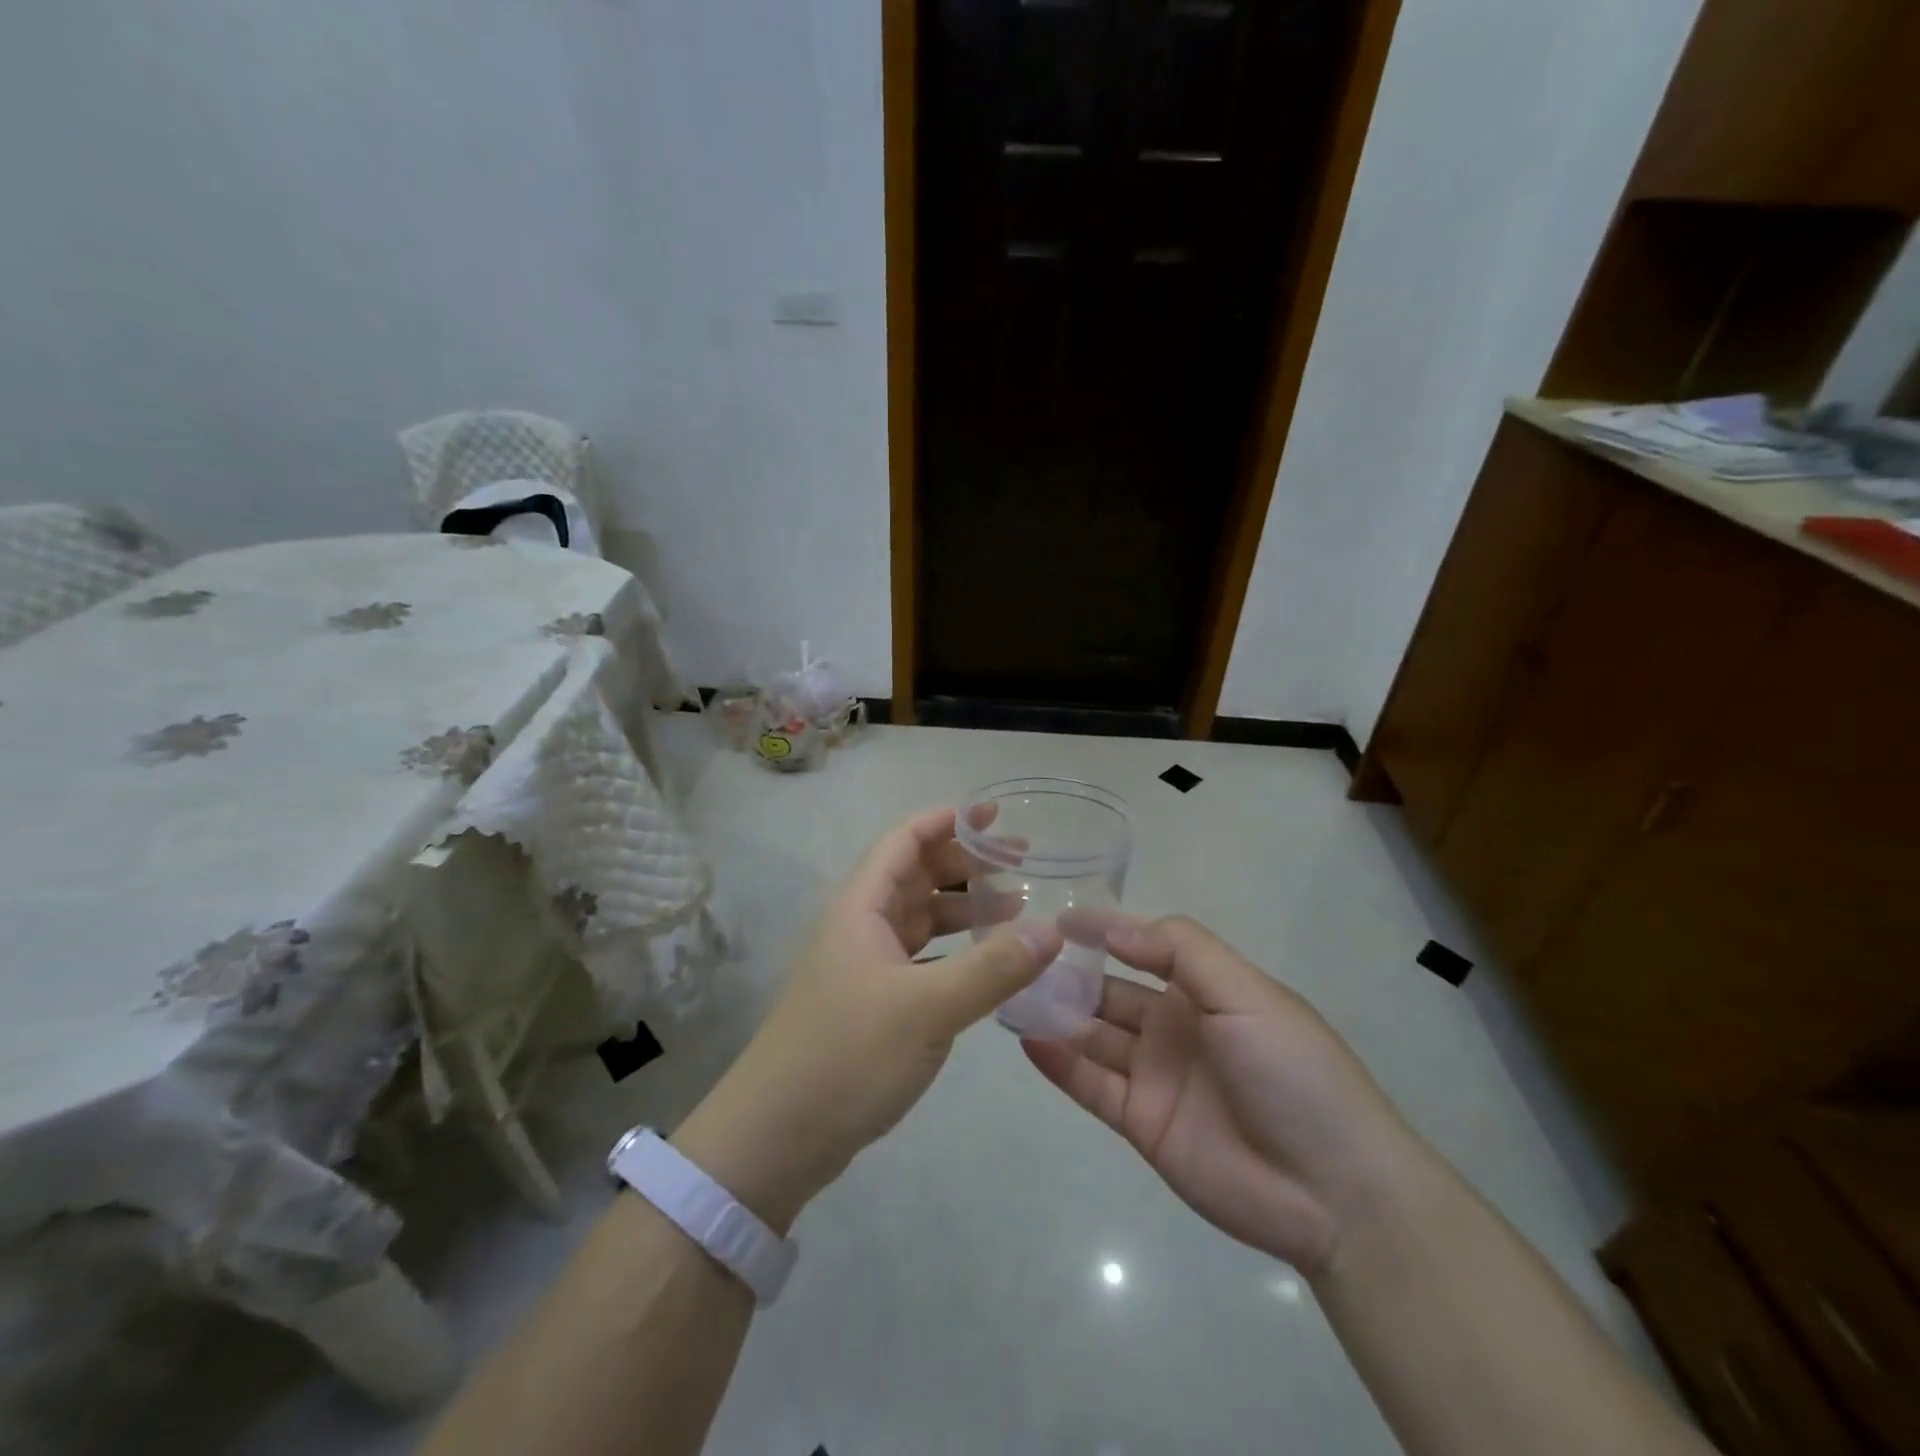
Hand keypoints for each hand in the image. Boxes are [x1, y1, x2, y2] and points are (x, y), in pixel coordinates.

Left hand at [674, 807, 1061, 1231]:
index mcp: (862, 907)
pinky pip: (920, 958)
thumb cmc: (847, 1055)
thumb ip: (992, 967)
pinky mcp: (871, 1004)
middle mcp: (860, 926)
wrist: (775, 1138)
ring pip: (919, 919)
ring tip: (1016, 910)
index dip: (946, 821)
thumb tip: (1053, 930)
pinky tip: (987, 964)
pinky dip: (954, 952)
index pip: (904, 841)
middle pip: (915, 875)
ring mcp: (864, 967)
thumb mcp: (927, 1008)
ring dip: (963, 909)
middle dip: (965, 864)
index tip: (993, 814)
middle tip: (1021, 864)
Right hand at [1023, 915, 1416, 1275]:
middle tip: (1017, 957)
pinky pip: (1092, 1086)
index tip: (1059, 918)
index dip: (1105, 931)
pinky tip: (1029, 1040)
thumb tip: (1114, 930)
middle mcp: (1174, 1027)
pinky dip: (1060, 1064)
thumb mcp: (1246, 993)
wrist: (1334, 1191)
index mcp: (1204, 990)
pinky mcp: (1141, 1123)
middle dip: (1069, 974)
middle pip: (1109, 992)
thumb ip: (1181, 952)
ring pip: (1093, 1036)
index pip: (1144, 948)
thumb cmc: (1293, 1072)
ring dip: (1056, 1015)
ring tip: (1010, 994)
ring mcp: (1155, 1076)